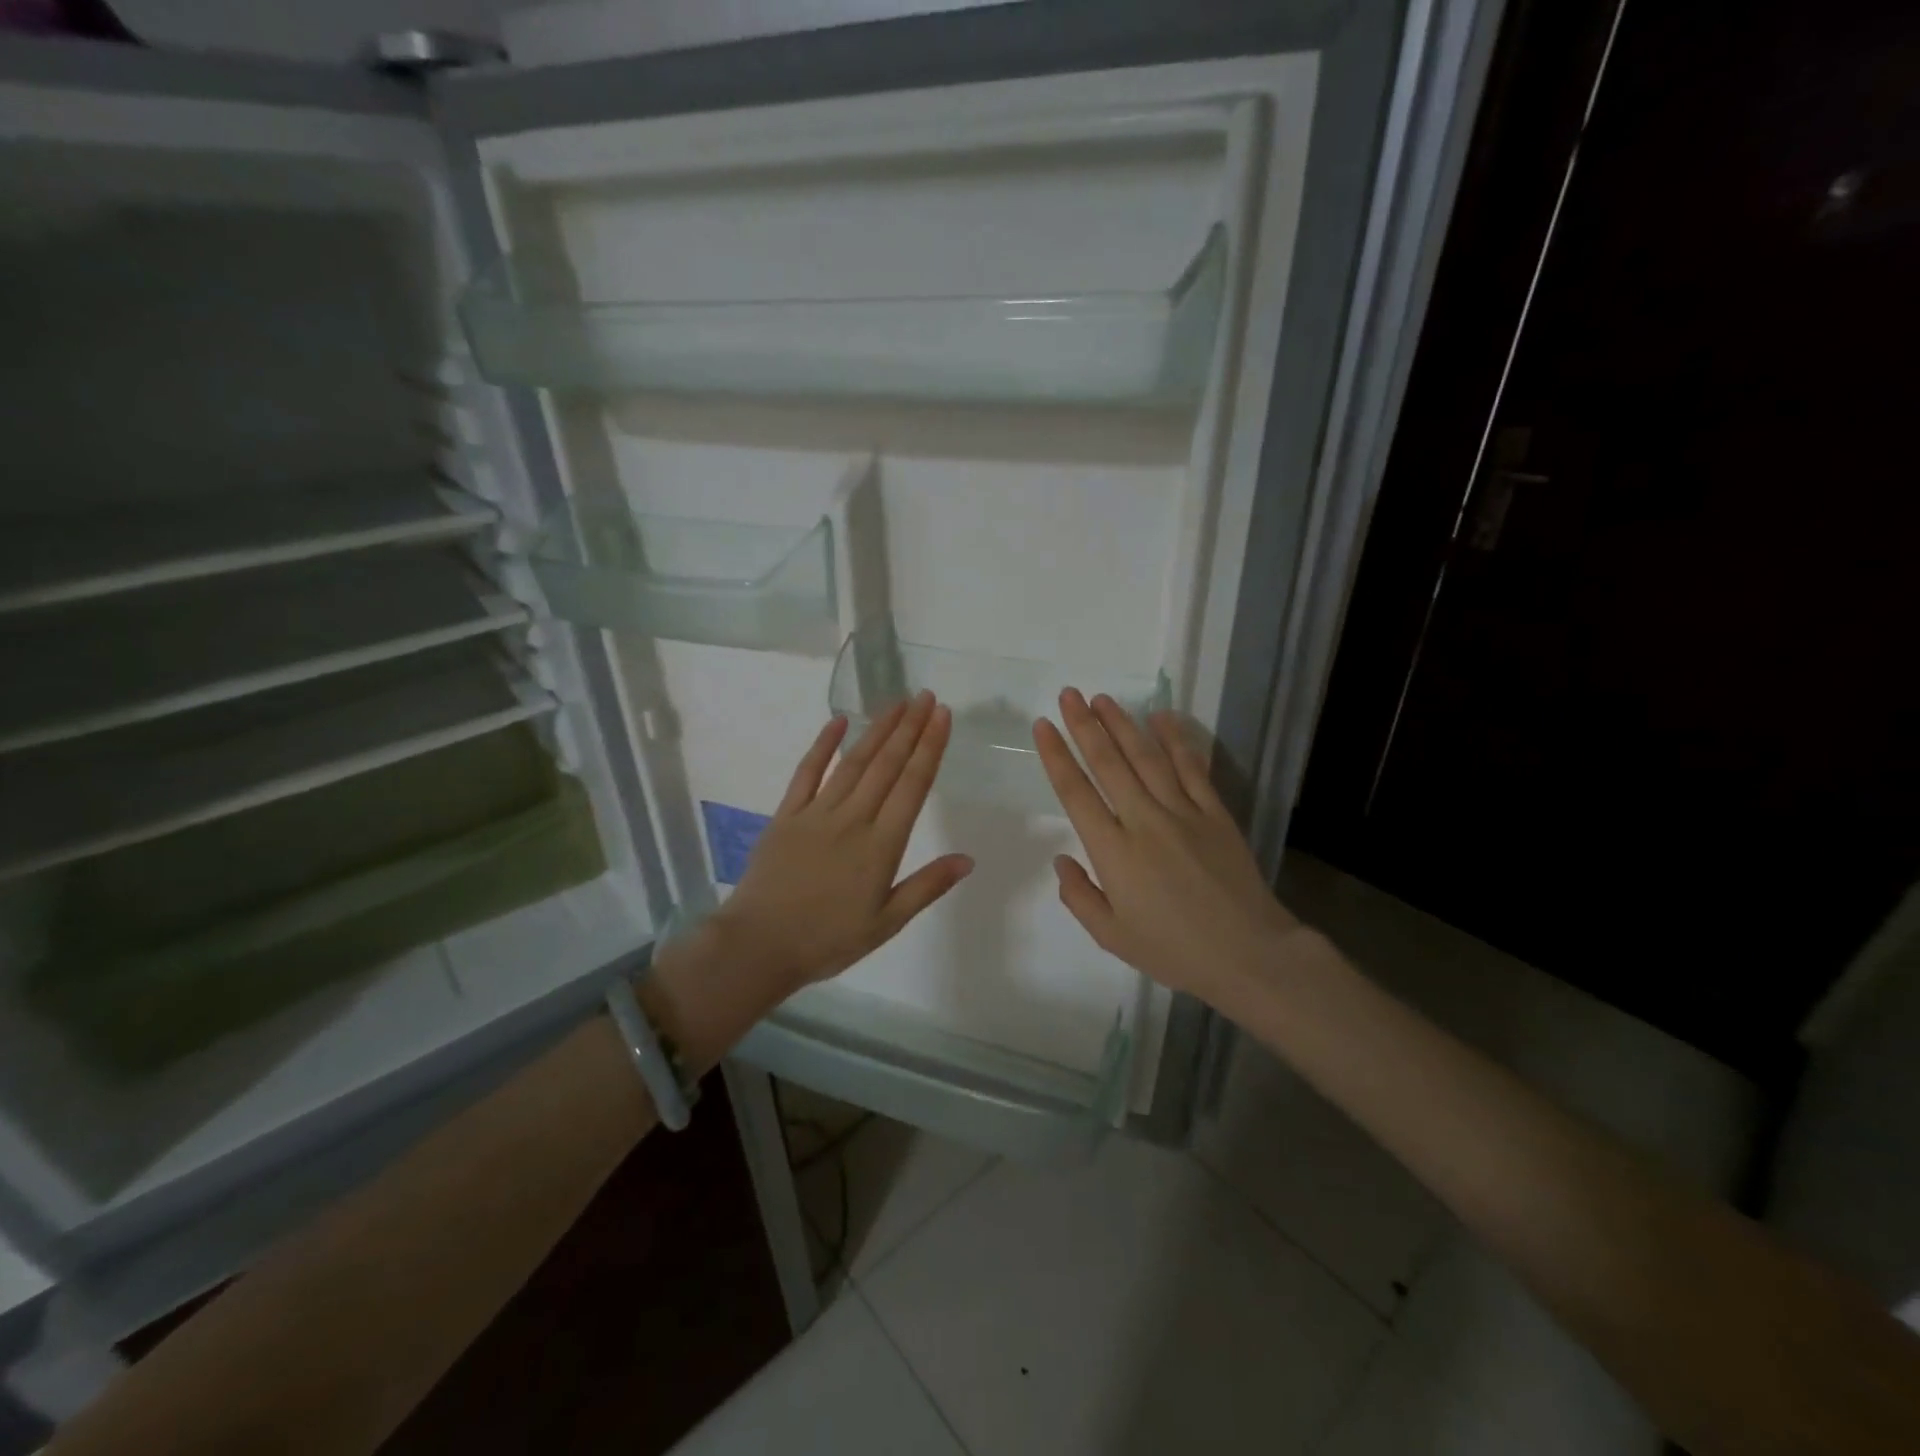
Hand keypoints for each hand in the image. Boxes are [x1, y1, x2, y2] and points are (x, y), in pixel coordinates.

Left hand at [714, 691, 972, 994]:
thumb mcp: (887, 923)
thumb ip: (927, 886)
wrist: (759, 945)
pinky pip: (806, 772)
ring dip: (877, 730)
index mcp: (880, 846)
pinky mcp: (786, 815)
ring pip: (853, 762)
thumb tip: (968, 859)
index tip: (943, 716)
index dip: (929, 747)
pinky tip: (838, 721)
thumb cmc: (828, 939)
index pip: (912, 786)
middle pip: (886, 765)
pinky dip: (822, 745)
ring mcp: (816, 813)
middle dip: (910, 728)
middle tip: (927, 696)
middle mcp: (852, 819)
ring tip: (897, 703)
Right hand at [1033, 688, 1300, 1011]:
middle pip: (1109, 763)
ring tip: (1103, 699)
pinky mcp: (1215, 813)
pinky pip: (1192, 768)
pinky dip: (1176, 740)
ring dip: (1123, 724)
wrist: (1249, 955)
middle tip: (1069, 695)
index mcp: (1113, 852)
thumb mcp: (1112, 936)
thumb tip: (1062, 859)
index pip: (1076, 792)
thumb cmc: (1174, 951)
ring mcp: (1183, 813)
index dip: (1056, 755)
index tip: (1043, 726)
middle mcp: (1144, 821)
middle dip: (1084, 726)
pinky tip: (1162, 717)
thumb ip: (1079, 896)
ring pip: (1147, 758)